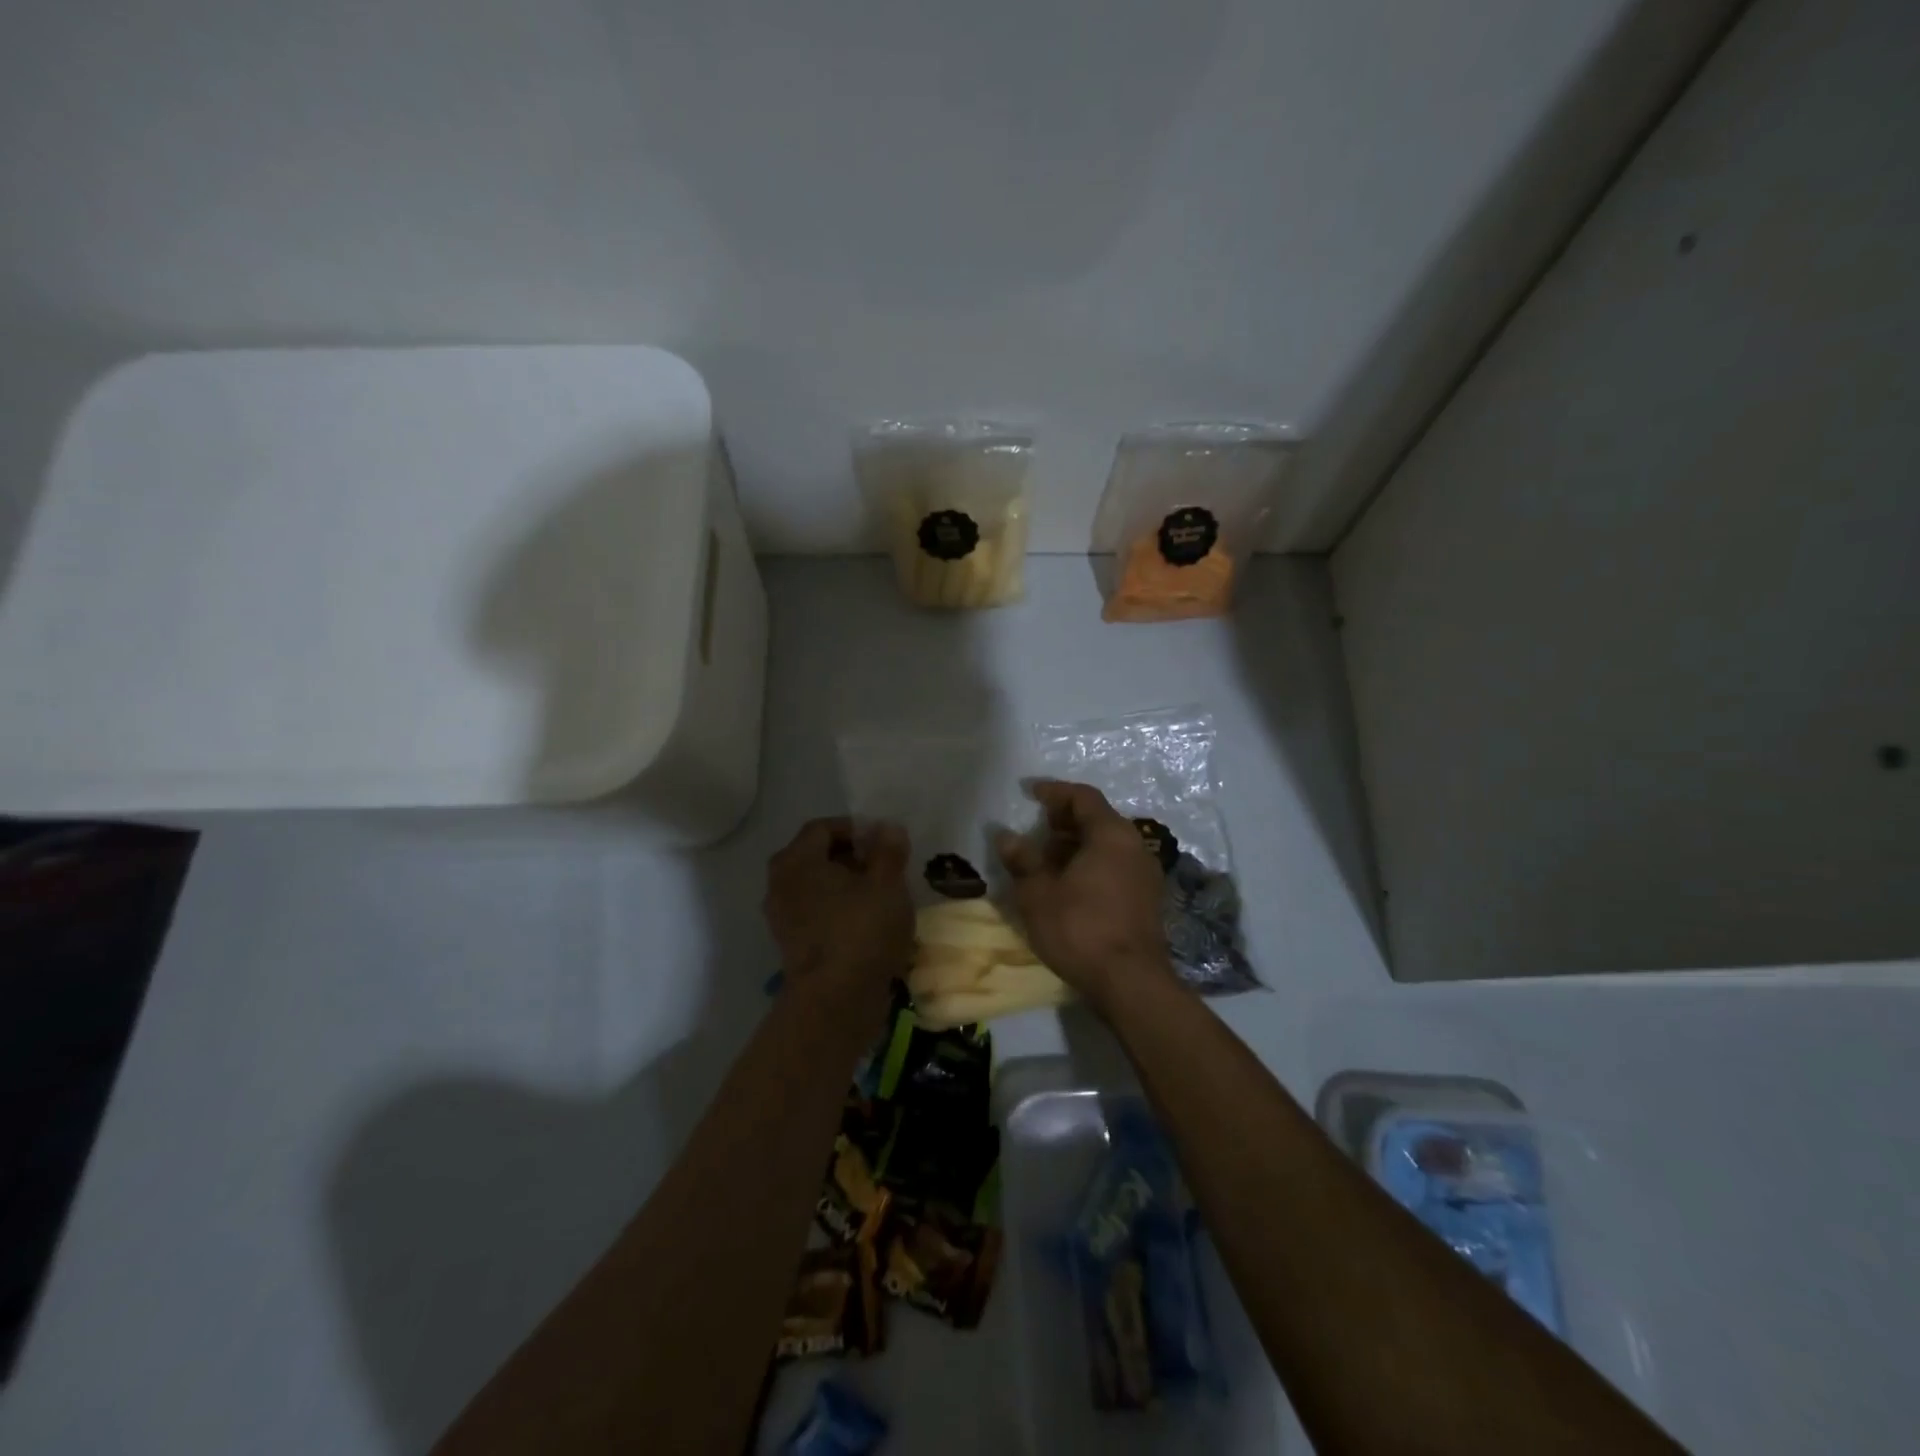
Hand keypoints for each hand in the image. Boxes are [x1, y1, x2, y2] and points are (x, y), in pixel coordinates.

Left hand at [764, 818, 913, 1010]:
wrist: (836, 1002)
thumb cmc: (862, 931)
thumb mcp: (887, 883)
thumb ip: (889, 850)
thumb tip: (888, 828)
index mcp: (796, 860)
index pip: (823, 828)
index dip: (856, 828)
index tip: (885, 843)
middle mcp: (780, 883)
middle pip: (817, 856)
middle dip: (853, 857)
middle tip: (886, 868)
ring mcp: (782, 917)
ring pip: (817, 887)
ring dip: (848, 886)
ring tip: (882, 896)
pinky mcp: (792, 945)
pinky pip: (817, 913)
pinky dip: (839, 911)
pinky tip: (868, 923)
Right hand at [994, 780, 1172, 1014]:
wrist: (1130, 982)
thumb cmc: (1080, 928)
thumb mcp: (1038, 893)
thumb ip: (1022, 860)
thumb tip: (1006, 836)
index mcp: (1111, 834)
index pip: (1083, 797)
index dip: (1054, 791)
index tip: (1030, 793)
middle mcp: (1135, 845)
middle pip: (1098, 819)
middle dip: (1065, 820)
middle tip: (1036, 826)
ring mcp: (1145, 874)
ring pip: (1107, 845)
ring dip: (1076, 845)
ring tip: (1046, 858)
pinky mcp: (1147, 899)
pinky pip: (1115, 866)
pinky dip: (1090, 864)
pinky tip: (1068, 884)